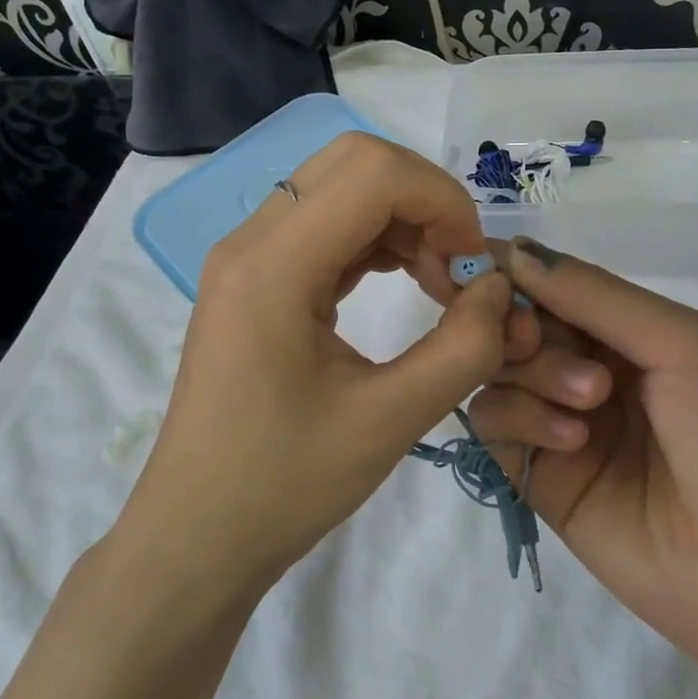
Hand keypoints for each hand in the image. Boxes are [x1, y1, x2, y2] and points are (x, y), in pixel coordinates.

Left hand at [122, 133, 537, 593]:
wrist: (197, 536)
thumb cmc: (284, 486)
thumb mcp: (389, 422)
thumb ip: (463, 348)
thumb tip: (500, 289)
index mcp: (273, 265)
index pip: (374, 172)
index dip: (444, 202)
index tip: (474, 269)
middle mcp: (252, 241)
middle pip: (355, 162)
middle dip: (425, 201)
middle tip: (457, 272)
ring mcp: (247, 257)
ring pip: (341, 187)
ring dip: (404, 220)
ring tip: (440, 287)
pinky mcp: (254, 279)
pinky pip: (324, 225)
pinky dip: (376, 240)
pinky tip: (406, 284)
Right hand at [469, 238, 697, 689]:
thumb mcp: (684, 345)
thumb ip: (596, 296)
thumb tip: (513, 251)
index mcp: (627, 331)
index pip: (549, 285)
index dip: (512, 273)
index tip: (483, 273)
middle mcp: (587, 369)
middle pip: (514, 324)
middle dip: (520, 324)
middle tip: (535, 338)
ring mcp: (560, 423)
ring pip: (497, 372)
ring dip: (530, 372)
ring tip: (589, 402)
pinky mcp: (539, 476)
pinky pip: (494, 426)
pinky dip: (518, 418)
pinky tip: (570, 441)